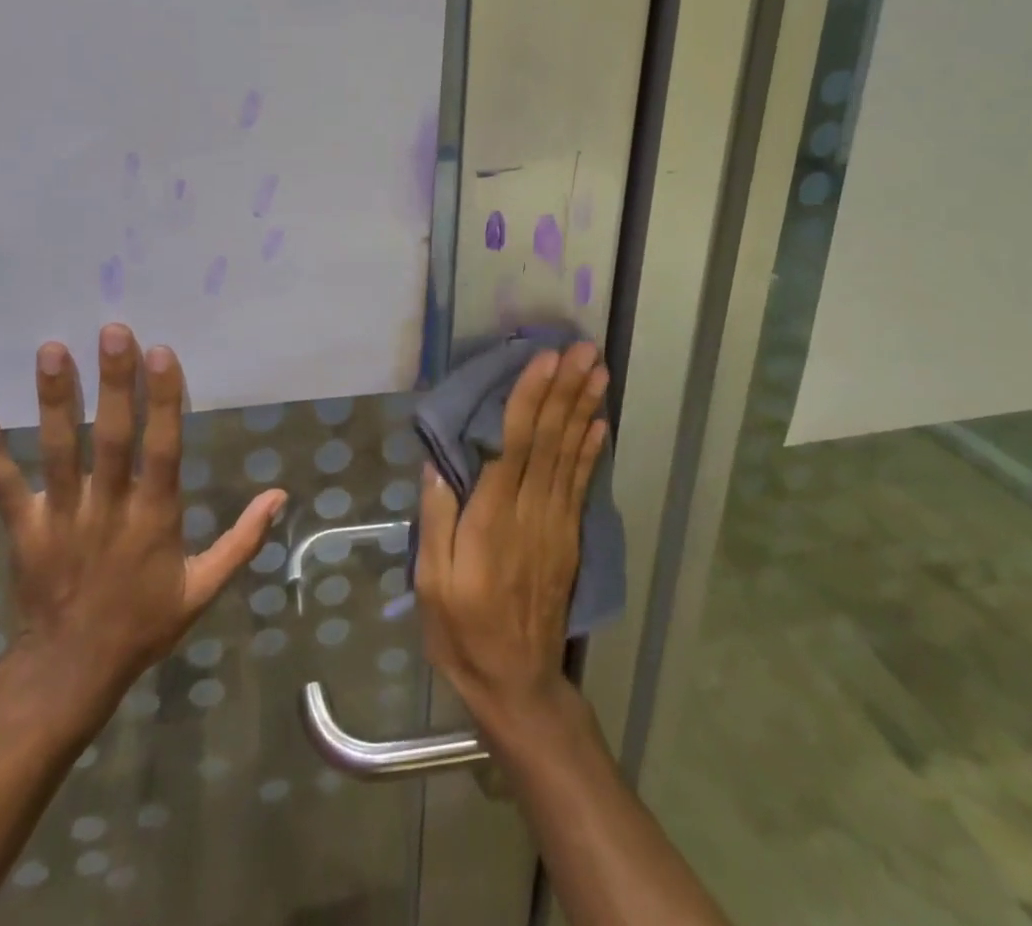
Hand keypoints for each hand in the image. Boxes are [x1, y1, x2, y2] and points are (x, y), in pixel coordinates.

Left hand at [0, 324, 286, 727]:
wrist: (70, 674)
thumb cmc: (144, 624)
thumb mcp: (204, 589)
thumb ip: (243, 539)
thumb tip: (280, 494)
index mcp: (155, 518)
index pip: (163, 448)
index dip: (164, 400)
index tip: (162, 352)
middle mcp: (108, 508)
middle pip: (112, 437)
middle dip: (114, 382)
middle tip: (112, 331)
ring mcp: (62, 517)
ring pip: (59, 450)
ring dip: (55, 400)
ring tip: (52, 350)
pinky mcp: (23, 529)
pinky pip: (2, 485)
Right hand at [415, 341, 608, 731]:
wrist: (518, 684)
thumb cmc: (462, 631)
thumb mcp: (431, 584)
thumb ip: (437, 521)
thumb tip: (438, 464)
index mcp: (492, 520)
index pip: (513, 446)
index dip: (529, 400)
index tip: (544, 361)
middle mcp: (531, 513)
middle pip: (550, 440)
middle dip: (565, 390)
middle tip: (583, 349)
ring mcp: (556, 524)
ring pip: (570, 454)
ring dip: (584, 408)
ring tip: (597, 370)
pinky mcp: (568, 536)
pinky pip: (581, 484)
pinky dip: (592, 449)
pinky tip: (600, 422)